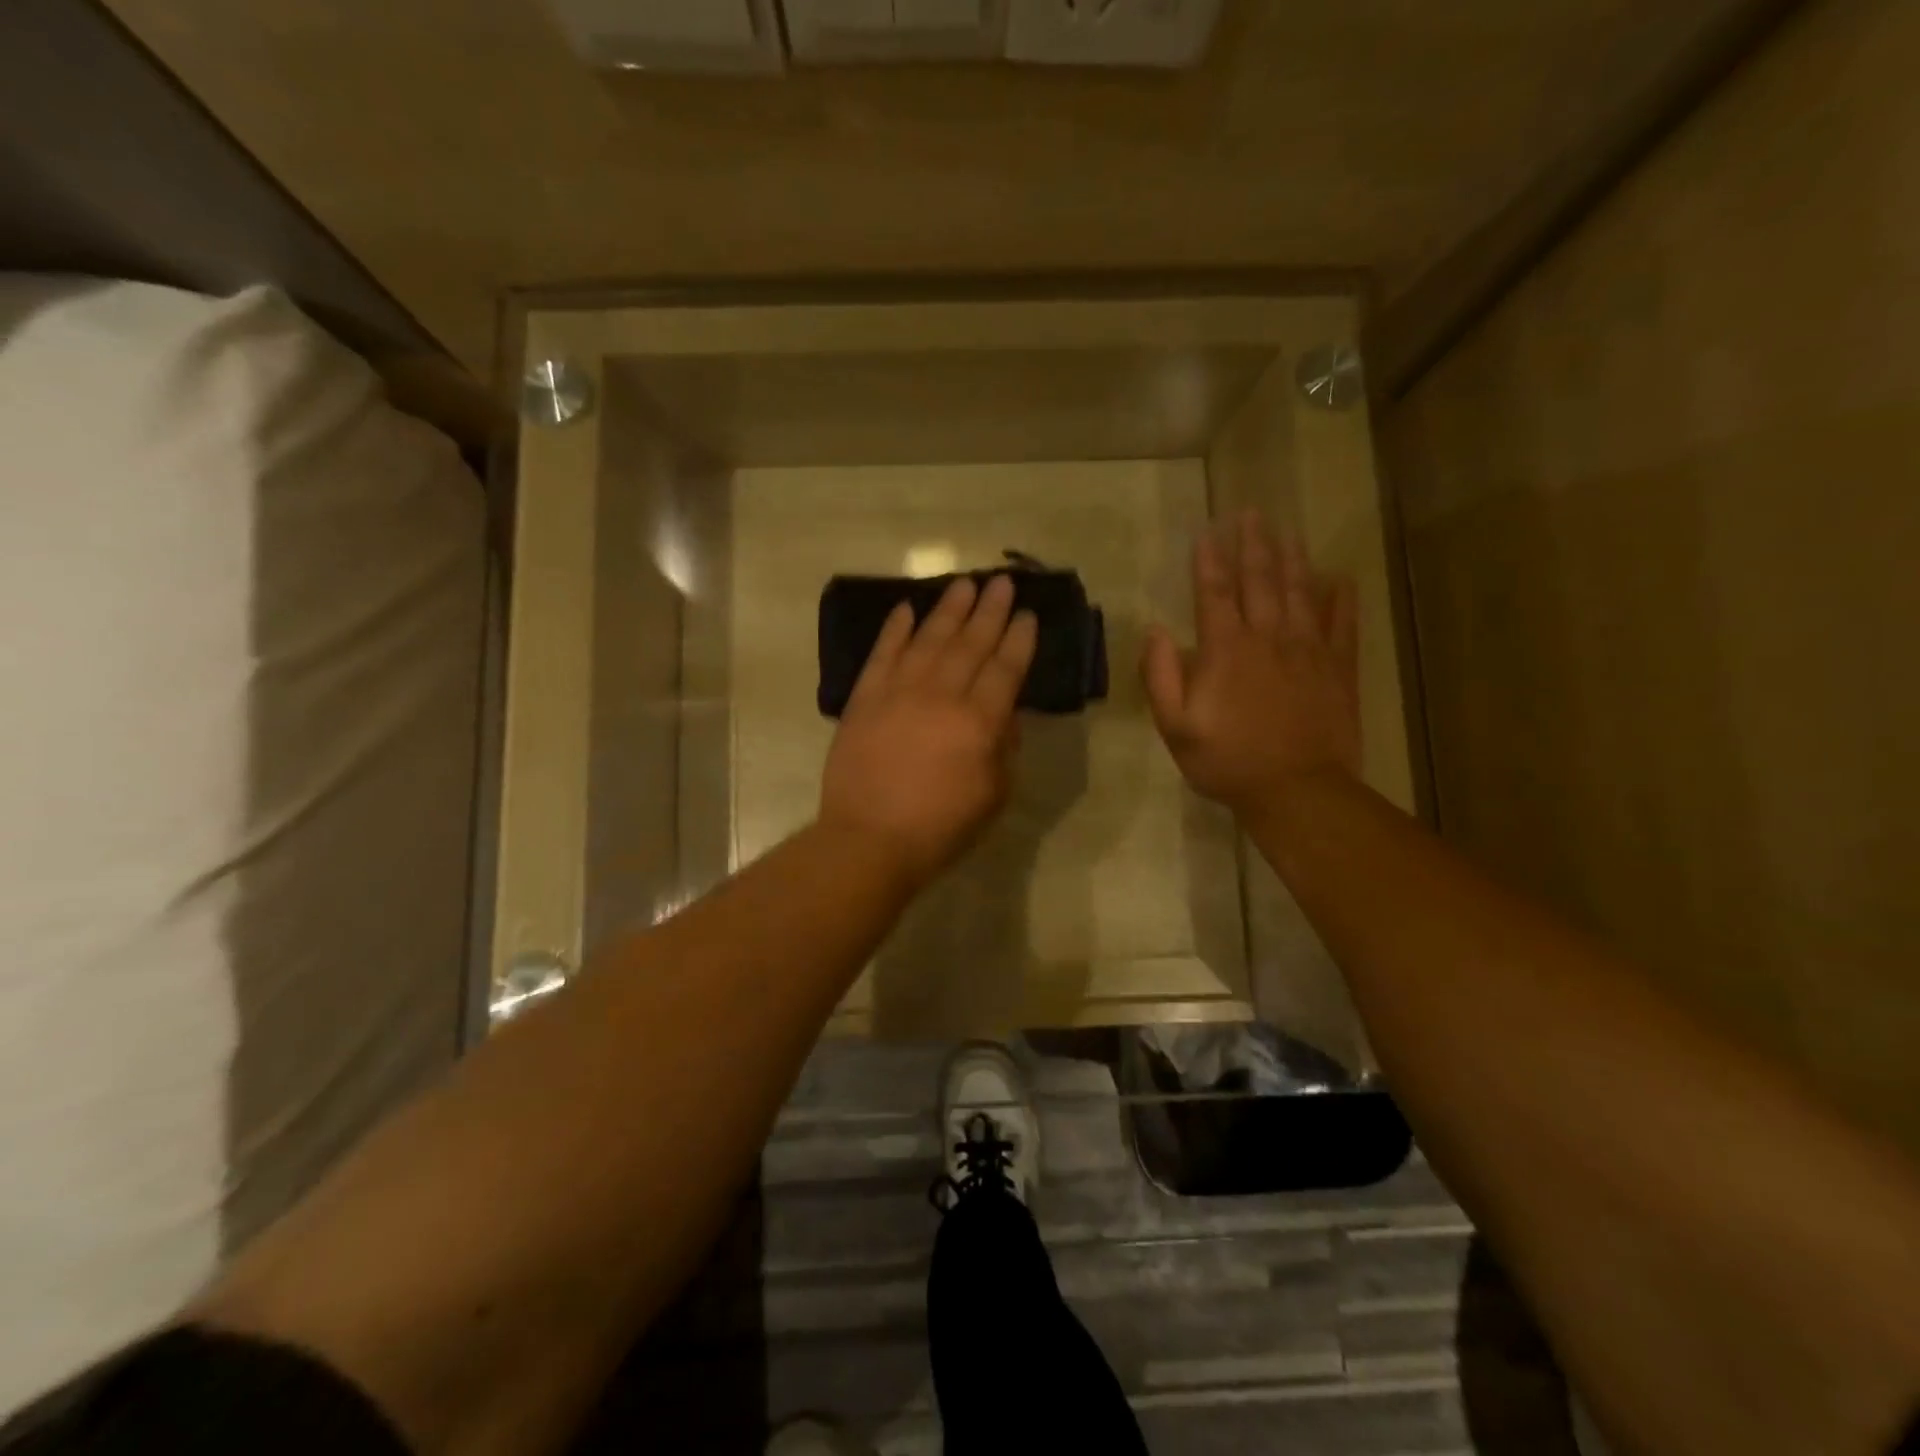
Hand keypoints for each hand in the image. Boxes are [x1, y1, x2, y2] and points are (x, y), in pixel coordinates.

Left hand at [820, 575, 1038, 890]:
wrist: (869, 839)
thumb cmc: (940, 828)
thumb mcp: (993, 796)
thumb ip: (1004, 749)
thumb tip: (1005, 714)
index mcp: (979, 722)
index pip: (1006, 668)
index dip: (1019, 639)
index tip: (1027, 614)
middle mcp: (942, 695)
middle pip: (971, 643)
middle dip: (990, 610)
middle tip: (1001, 581)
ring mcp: (899, 692)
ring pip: (929, 639)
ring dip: (948, 609)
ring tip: (964, 583)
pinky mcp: (865, 698)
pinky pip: (883, 654)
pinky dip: (895, 629)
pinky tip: (906, 608)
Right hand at [1142, 511, 1360, 819]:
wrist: (1296, 791)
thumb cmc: (1228, 761)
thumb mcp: (1176, 727)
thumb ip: (1161, 677)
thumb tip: (1156, 631)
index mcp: (1225, 650)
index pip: (1214, 593)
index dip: (1207, 561)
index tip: (1205, 532)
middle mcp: (1268, 638)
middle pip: (1260, 581)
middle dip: (1252, 544)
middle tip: (1251, 513)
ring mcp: (1308, 650)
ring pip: (1300, 592)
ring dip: (1293, 559)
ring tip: (1288, 532)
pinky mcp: (1337, 669)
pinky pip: (1342, 624)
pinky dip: (1341, 598)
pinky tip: (1340, 578)